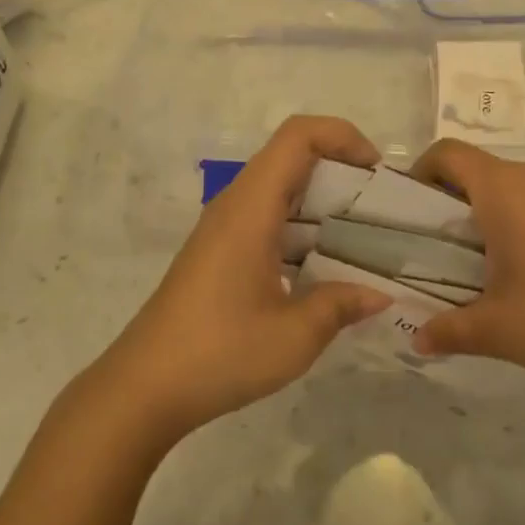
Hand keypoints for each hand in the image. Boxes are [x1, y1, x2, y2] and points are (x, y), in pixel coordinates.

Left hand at [98, 116, 391, 445]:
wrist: (144, 388)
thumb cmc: (220, 353)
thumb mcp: (294, 336)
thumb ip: (341, 305)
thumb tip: (381, 295)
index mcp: (251, 207)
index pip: (299, 135)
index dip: (343, 136)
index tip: (377, 173)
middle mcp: (236, 205)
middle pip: (293, 158)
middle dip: (341, 172)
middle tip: (380, 210)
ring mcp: (224, 228)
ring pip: (281, 190)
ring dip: (323, 204)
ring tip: (363, 239)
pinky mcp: (220, 252)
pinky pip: (268, 219)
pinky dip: (303, 230)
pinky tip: (325, 270)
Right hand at [408, 141, 524, 420]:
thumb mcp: (496, 330)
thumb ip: (448, 329)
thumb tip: (418, 340)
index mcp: (506, 189)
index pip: (448, 154)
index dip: (423, 173)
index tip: (416, 212)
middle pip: (485, 172)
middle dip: (461, 204)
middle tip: (454, 253)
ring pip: (522, 187)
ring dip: (501, 214)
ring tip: (502, 267)